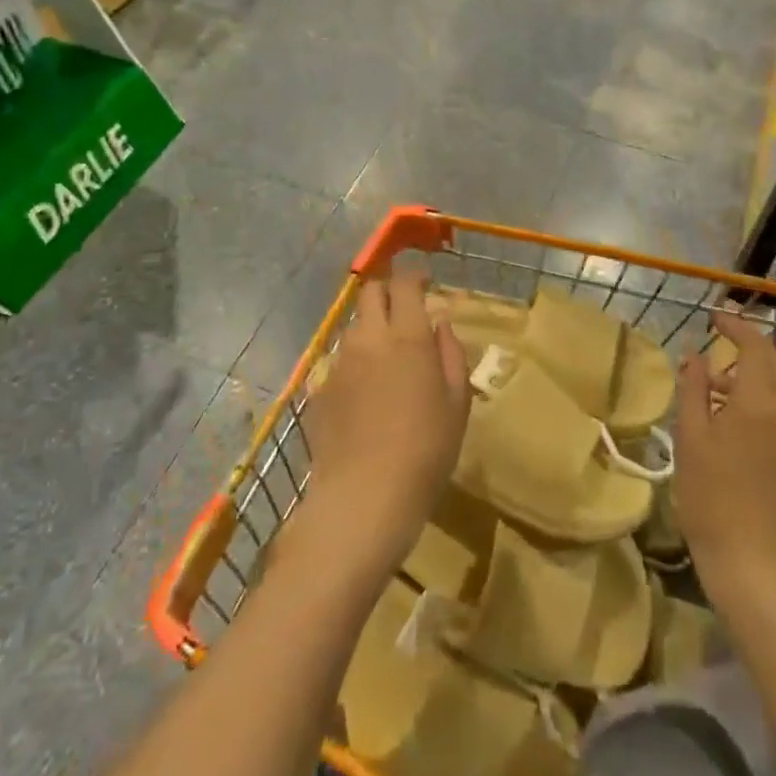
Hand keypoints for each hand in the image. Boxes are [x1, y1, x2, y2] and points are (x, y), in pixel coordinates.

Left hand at [301, 273, 471, 571]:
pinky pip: (338, 360)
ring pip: (353, 326)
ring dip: (370, 327)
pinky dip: (354, 362)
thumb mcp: (457, 403)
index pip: (404, 284)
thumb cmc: (425, 451)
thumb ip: (451, 354)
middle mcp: (369, 339)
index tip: (424, 283)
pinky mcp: (318, 389)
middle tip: (404, 312)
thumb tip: (440, 324)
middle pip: (370, 292)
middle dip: (387, 292)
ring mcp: (339, 362)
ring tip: (385, 356)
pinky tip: (363, 394)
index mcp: (408, 336)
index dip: (414, 276)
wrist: (363, 499)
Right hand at [675, 310, 775, 606]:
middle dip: (750, 347)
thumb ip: (694, 389)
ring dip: (754, 377)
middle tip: (718, 345)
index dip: (736, 327)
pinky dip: (763, 403)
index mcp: (759, 404)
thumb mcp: (691, 437)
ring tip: (717, 390)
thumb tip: (696, 354)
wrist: (753, 562)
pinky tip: (736, 423)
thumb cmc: (710, 497)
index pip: (755, 347)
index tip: (714, 318)